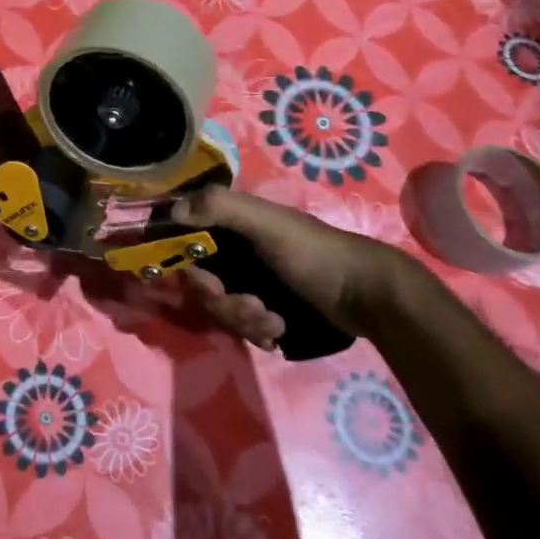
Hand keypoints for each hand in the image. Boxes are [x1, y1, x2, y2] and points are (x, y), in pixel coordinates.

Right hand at [170, 185, 427, 345]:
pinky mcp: (266, 309)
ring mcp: (251, 282)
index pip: (187, 242)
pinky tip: (279, 329)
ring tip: (274, 321)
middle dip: (223, 301)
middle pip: (202, 283)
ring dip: (243, 319)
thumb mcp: (267, 224)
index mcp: (232, 224)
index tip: (207, 284)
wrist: (367, 296)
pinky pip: (241, 326)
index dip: (187, 266)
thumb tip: (172, 209)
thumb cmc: (314, 253)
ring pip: (221, 308)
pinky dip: (258, 330)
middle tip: (252, 306)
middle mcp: (236, 251)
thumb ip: (221, 208)